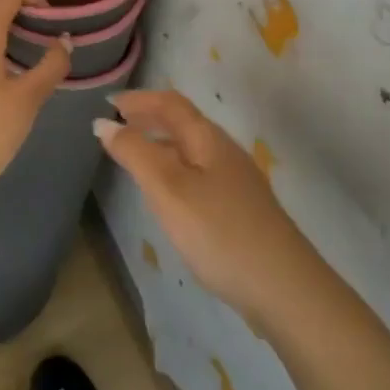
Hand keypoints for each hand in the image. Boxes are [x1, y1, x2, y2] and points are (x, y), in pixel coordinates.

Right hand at [96, 90, 324, 326]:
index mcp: (208, 139)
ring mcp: (237, 183)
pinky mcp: (241, 211)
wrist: (285, 289)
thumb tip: (104, 123)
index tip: (109, 103)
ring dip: (161, 144)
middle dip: (150, 119)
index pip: (171, 103)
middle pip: (184, 123)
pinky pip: (199, 175)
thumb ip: (134, 153)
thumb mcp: (167, 189)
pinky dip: (175, 170)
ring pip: (192, 151)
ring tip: (135, 157)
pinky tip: (168, 197)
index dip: (139, 99)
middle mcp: (225, 152)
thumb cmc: (219, 231)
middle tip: (118, 125)